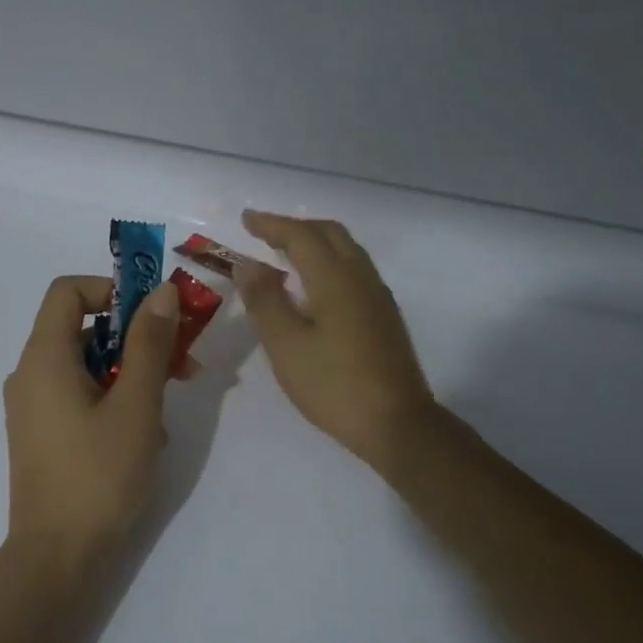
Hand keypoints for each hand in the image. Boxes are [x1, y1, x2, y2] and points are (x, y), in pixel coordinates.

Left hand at [3, 275, 180, 569]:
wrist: (57, 557)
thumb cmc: (99, 475)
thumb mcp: (136, 405)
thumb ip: (149, 344)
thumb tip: (160, 291)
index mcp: (44, 357)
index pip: (69, 291)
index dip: (113, 290)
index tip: (154, 316)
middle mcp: (30, 374)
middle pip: (84, 329)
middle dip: (138, 339)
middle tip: (184, 364)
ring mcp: (34, 407)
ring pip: (88, 366)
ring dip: (133, 374)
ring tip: (167, 411)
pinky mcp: (43, 434)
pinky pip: (80, 397)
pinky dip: (114, 400)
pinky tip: (144, 437)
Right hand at [236, 210, 438, 472]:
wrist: (396, 423)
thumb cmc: (333, 384)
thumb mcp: (286, 344)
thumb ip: (265, 300)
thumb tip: (248, 264)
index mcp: (335, 278)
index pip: (300, 235)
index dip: (271, 224)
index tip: (246, 219)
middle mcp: (361, 277)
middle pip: (330, 234)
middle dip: (295, 227)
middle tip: (264, 234)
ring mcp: (378, 297)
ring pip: (346, 251)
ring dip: (315, 244)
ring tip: (285, 255)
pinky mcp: (385, 317)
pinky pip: (354, 271)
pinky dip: (328, 263)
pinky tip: (314, 288)